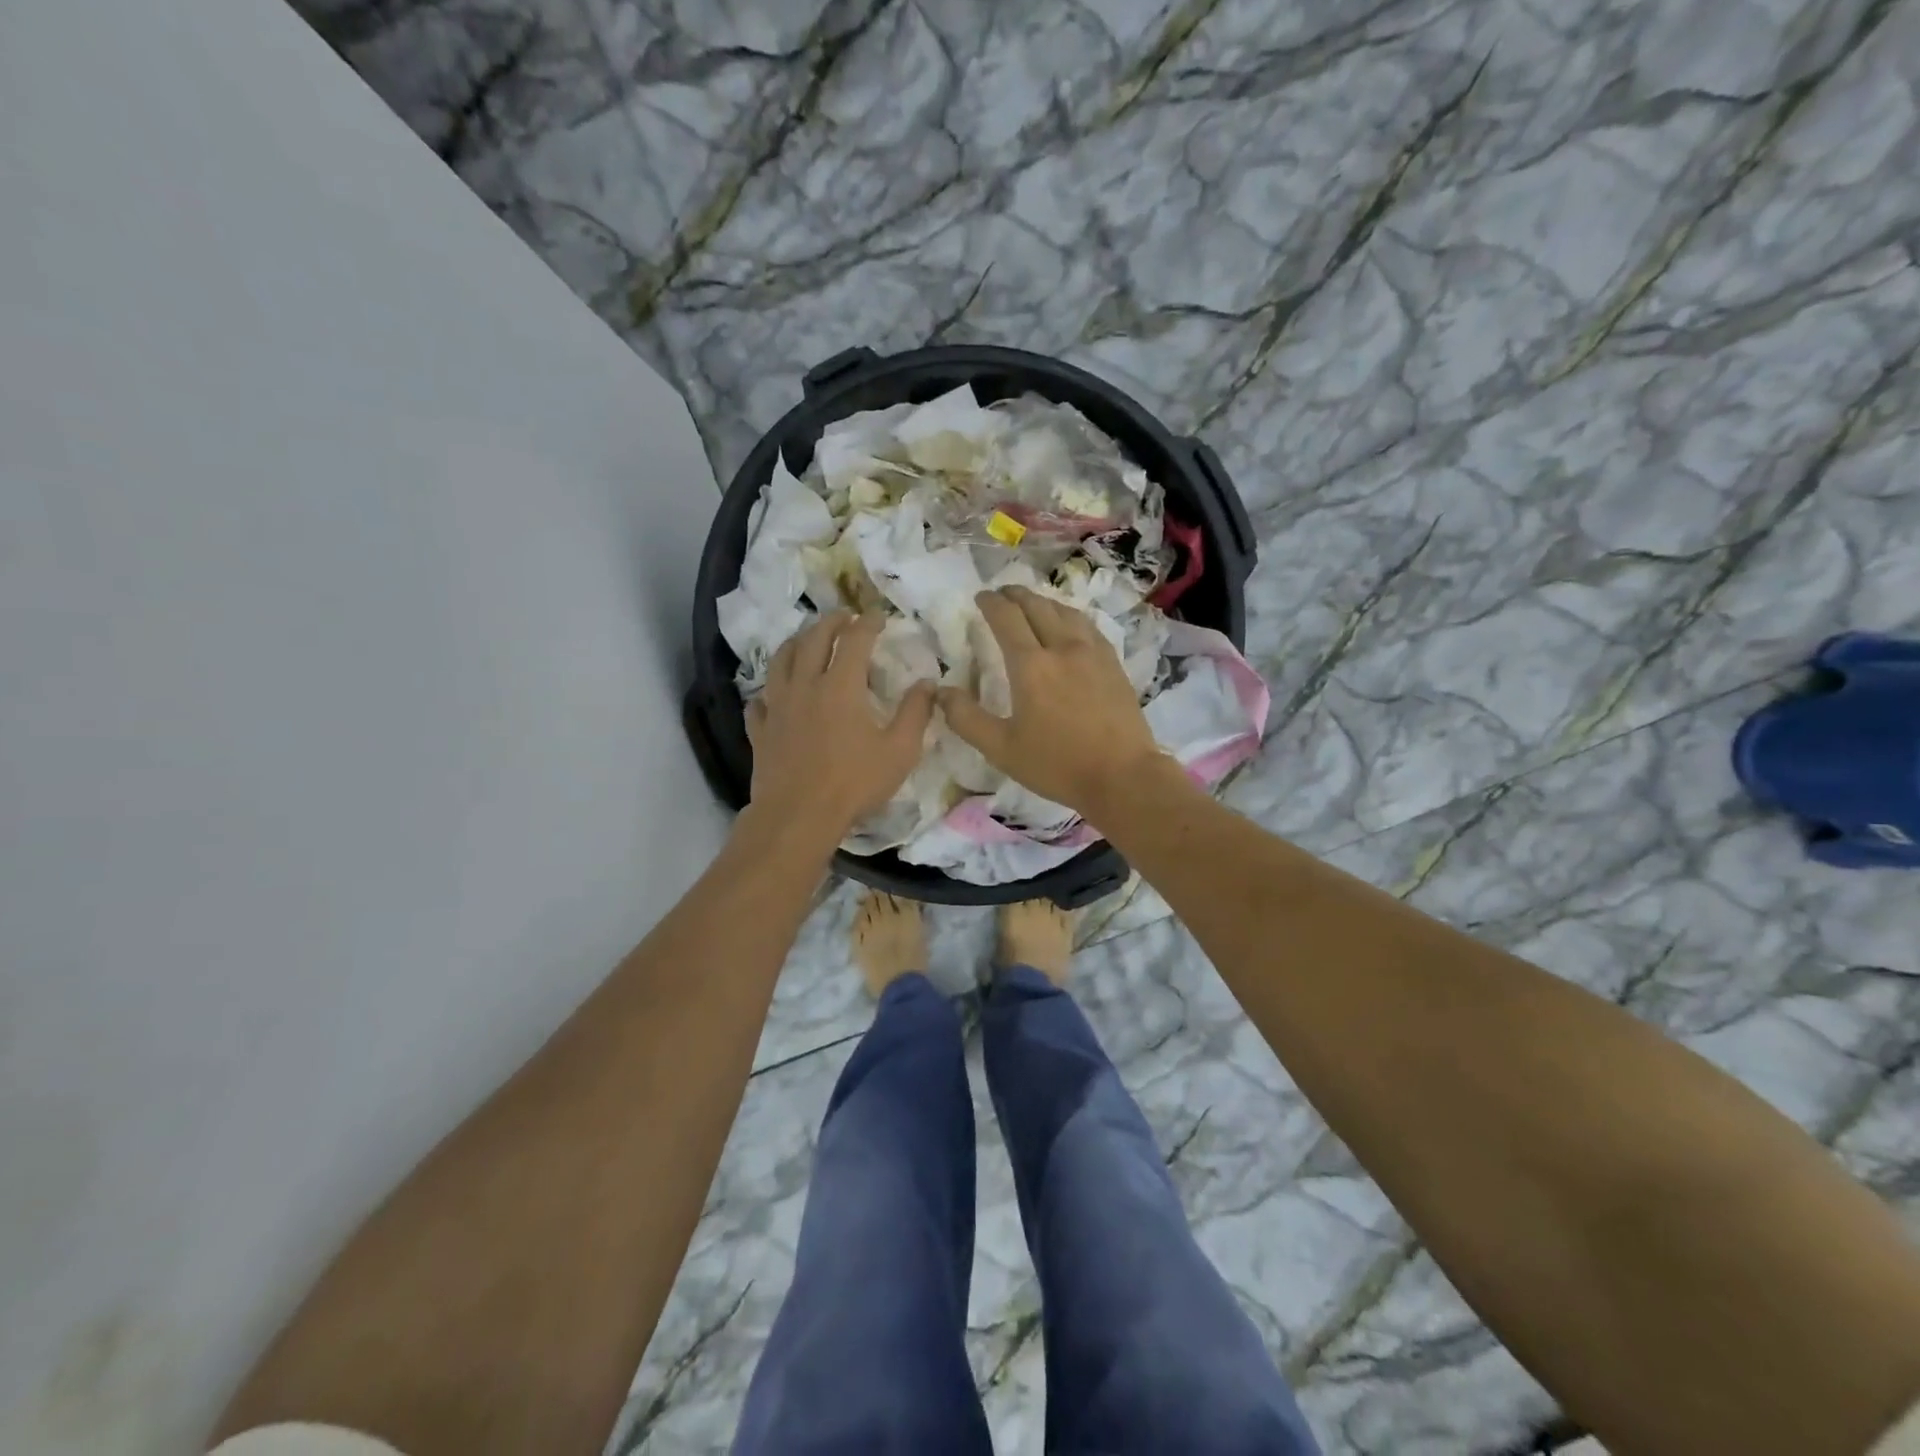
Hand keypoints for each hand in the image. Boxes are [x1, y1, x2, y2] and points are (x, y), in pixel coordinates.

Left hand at [745, 612, 935, 847]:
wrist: (798, 817)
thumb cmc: (854, 783)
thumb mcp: (900, 751)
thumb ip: (916, 713)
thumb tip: (928, 684)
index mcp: (841, 686)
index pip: (855, 639)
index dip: (868, 622)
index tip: (878, 615)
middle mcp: (805, 685)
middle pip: (813, 639)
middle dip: (830, 621)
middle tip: (844, 616)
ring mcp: (777, 706)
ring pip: (781, 660)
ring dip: (796, 642)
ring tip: (807, 639)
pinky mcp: (760, 729)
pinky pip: (760, 699)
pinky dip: (770, 689)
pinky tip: (774, 694)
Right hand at [939, 587, 1163, 816]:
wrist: (1123, 776)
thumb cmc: (1057, 764)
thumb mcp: (1001, 749)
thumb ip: (966, 719)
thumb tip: (940, 692)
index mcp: (1031, 665)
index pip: (1006, 618)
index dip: (991, 603)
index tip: (980, 597)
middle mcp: (1062, 648)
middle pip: (1037, 606)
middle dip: (1016, 595)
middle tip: (1002, 593)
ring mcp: (1093, 653)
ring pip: (1066, 612)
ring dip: (1044, 601)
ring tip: (1033, 603)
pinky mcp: (1114, 664)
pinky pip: (1088, 626)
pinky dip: (1070, 616)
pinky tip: (1071, 626)